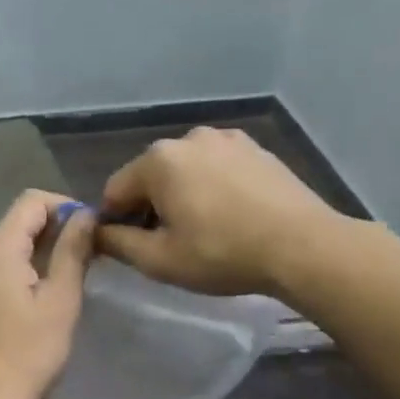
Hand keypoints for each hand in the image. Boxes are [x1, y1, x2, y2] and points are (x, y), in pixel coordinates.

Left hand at [0, 189, 94, 398]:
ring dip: (40, 250)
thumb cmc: (30, 352)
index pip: (31, 201)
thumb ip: (72, 250)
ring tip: (71, 274)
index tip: (91, 231)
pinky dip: (23, 268)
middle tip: (88, 253)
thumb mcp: (61, 299)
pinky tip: (43, 295)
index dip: (65, 206)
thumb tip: (86, 214)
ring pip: (9, 246)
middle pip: (17, 221)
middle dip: (55, 228)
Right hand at [98, 127, 338, 296]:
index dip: (116, 221)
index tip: (130, 248)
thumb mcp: (160, 260)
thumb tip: (96, 233)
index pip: (116, 190)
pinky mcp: (256, 149)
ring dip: (183, 195)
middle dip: (151, 206)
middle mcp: (188, 138)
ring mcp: (226, 139)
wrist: (303, 246)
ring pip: (186, 170)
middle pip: (151, 176)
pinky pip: (217, 167)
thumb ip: (117, 243)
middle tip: (169, 244)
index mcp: (158, 160)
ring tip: (204, 230)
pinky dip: (213, 187)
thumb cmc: (222, 253)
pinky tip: (231, 215)